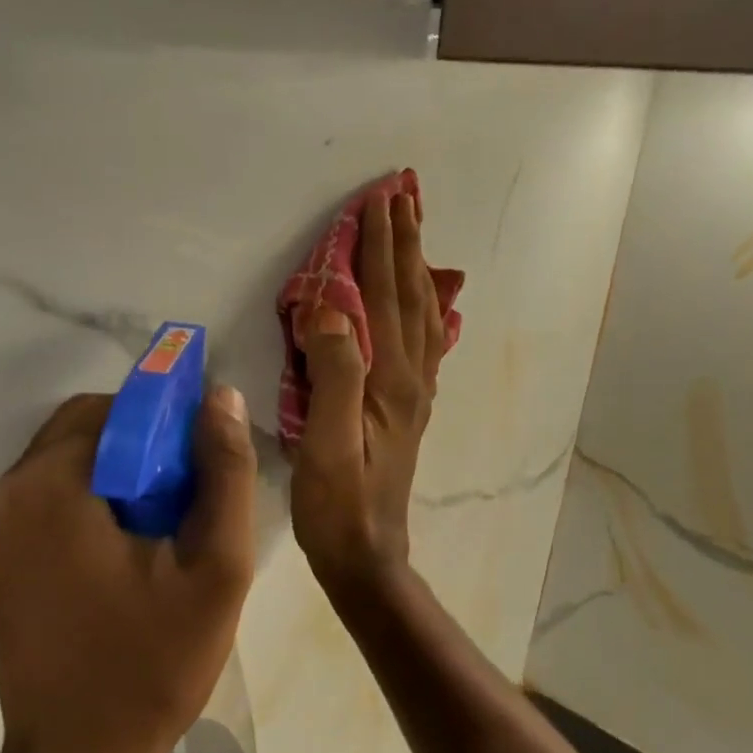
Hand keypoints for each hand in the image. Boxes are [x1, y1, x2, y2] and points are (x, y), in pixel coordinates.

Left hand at [0, 387, 256, 752]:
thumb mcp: (216, 569)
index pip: (117, 407)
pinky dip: (95, 498)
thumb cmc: (152, 667)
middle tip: (190, 499)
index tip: (206, 462)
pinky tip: (132, 547)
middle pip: (88, 427)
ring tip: (167, 527)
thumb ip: (224, 473)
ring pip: (71, 459)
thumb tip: (220, 397)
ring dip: (122, 472)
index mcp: (51, 486)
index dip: (170, 420)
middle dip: (145, 446)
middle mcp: (8, 493)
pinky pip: (53, 493)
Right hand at [291, 190, 444, 596]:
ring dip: (416, 269)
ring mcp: (414, 395)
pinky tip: (426, 305)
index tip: (378, 199)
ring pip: (422, 316)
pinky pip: (425, 346)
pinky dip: (426, 311)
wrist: (366, 555)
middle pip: (410, 297)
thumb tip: (333, 308)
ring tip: (414, 233)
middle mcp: (411, 378)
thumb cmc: (337, 504)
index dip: (379, 247)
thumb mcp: (325, 442)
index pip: (384, 296)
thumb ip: (334, 374)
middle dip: (404, 243)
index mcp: (389, 379)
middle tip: (403, 196)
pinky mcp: (408, 410)